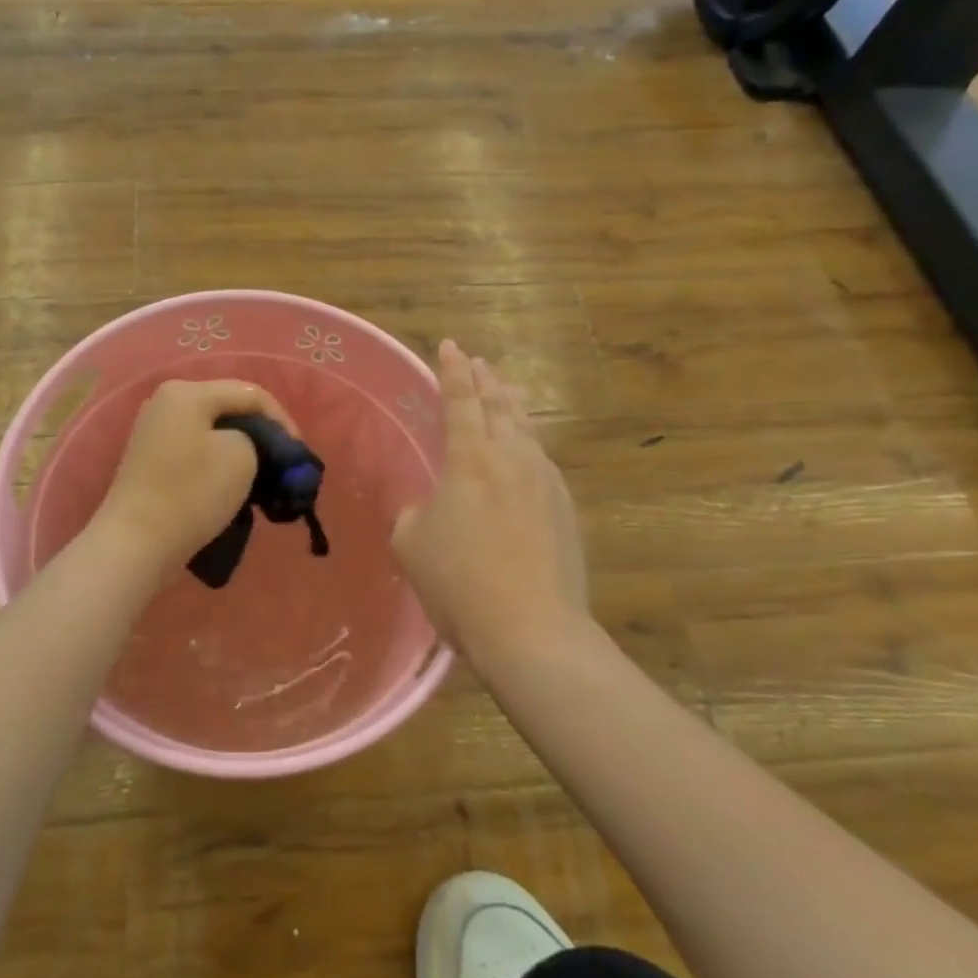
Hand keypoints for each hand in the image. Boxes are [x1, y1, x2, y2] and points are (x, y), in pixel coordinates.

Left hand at [91, 378, 298, 574]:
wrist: (136, 544)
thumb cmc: (192, 493)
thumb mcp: (241, 456)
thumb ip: (256, 438)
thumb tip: (248, 444)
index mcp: (187, 392)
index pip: (251, 394)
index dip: (282, 420)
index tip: (299, 453)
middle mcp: (166, 401)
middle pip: (229, 408)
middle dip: (261, 433)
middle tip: (283, 461)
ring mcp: (154, 430)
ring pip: (212, 430)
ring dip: (240, 448)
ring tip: (261, 475)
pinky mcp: (150, 459)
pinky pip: (195, 449)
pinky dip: (217, 461)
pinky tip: (231, 483)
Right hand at [391, 341, 590, 666]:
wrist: (533, 631)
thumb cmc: (460, 584)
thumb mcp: (411, 545)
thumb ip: (417, 514)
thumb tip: (433, 508)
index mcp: (471, 461)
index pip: (460, 402)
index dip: (452, 372)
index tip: (450, 346)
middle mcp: (513, 460)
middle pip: (501, 407)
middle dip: (487, 381)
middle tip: (479, 362)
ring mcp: (546, 483)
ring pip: (527, 431)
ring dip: (512, 407)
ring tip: (505, 392)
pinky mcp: (565, 510)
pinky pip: (542, 462)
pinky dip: (528, 445)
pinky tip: (526, 453)